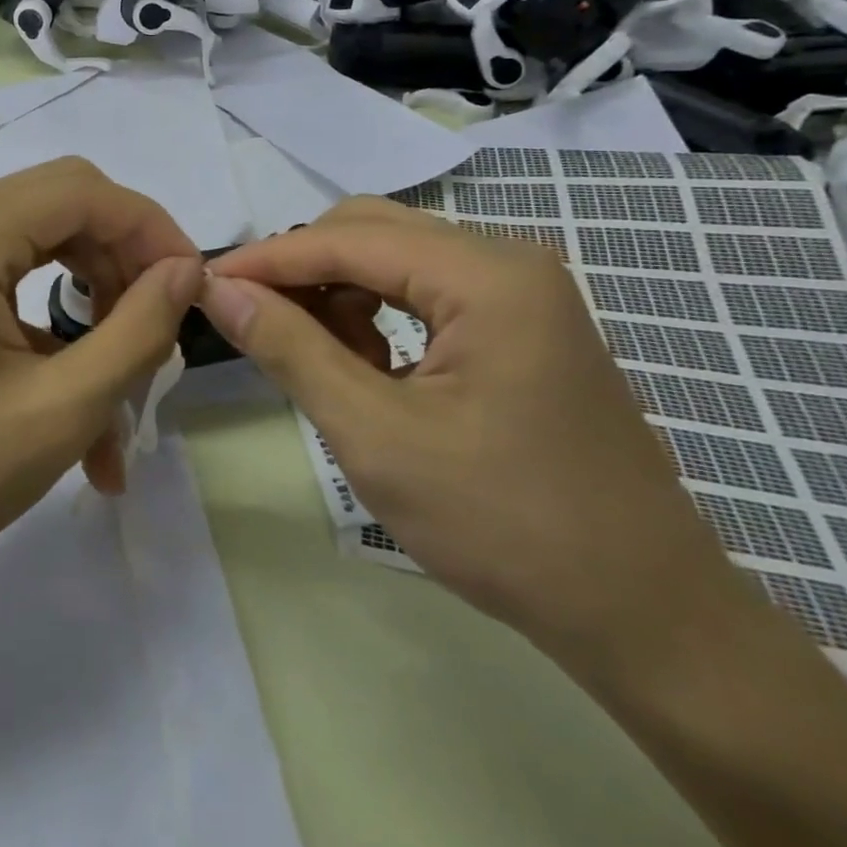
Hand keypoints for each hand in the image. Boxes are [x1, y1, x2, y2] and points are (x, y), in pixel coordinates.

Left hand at [0, 157, 202, 591]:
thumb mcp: (59, 409)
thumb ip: (136, 331)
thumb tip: (187, 270)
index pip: (85, 191)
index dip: (152, 230)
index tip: (193, 289)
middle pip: (65, 207)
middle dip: (125, 264)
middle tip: (160, 332)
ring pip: (45, 245)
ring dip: (96, 304)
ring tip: (125, 386)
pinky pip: (13, 283)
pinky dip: (56, 331)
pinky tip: (81, 407)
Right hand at [198, 196, 741, 683]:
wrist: (643, 614)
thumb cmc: (504, 525)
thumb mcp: (376, 435)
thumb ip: (291, 348)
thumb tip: (220, 291)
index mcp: (487, 275)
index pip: (347, 239)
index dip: (267, 259)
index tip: (203, 284)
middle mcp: (509, 263)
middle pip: (374, 232)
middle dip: (302, 269)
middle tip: (249, 317)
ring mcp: (523, 295)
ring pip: (398, 261)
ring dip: (338, 293)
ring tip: (307, 353)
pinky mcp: (524, 328)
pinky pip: (427, 295)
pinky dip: (378, 316)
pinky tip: (363, 366)